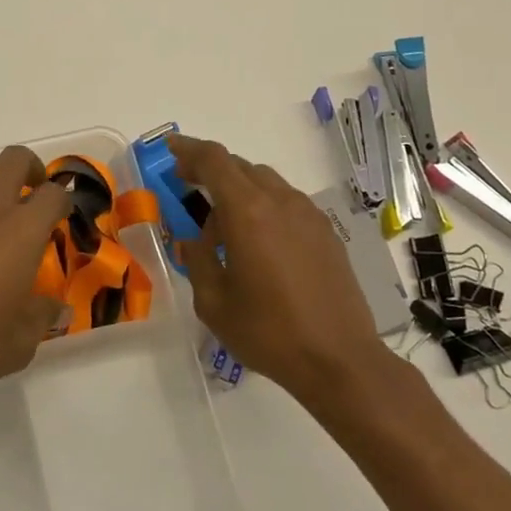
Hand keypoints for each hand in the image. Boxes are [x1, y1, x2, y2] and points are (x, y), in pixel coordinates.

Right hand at [168, 133, 391, 405]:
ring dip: (239, 189)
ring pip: (265, 182)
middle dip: (210, 170)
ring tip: (223, 223)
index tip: (170, 150)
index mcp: (247, 212)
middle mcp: (279, 201)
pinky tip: (258, 241)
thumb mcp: (213, 302)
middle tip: (188, 186)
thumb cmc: (268, 332)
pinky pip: (287, 202)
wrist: (340, 360)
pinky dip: (264, 205)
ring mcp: (308, 215)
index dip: (189, 149)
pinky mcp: (326, 233)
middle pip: (239, 166)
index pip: (214, 161)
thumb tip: (192, 241)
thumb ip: (198, 261)